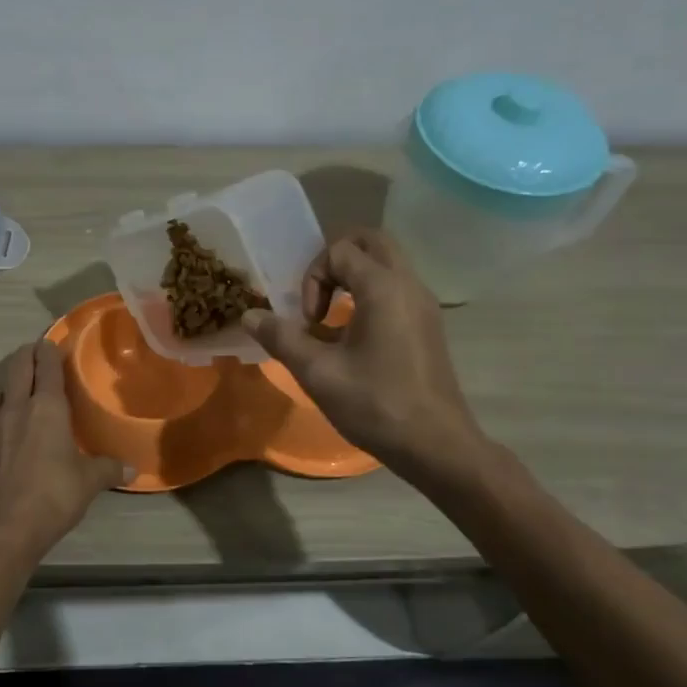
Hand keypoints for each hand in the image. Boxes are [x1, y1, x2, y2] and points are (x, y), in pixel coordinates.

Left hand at [0, 340, 126, 562]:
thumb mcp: (88, 483)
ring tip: (14, 388)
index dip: (49, 351)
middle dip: (26, 355)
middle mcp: (16, 408)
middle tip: (34, 352)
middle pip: (17, 368)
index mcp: (47, 408)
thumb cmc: (51, 497)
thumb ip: (108, 470)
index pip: (47, 367)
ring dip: (6, 383)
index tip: (51, 342)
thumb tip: (131, 469)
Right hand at [241, 229, 492, 497]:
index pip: (340, 251)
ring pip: (386, 264)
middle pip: (371, 242)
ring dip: (353, 279)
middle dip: (335, 260)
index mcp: (384, 288)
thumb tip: (249, 316)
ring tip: (330, 320)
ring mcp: (423, 305)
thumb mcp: (318, 372)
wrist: (436, 445)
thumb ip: (281, 338)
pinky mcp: (427, 325)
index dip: (313, 279)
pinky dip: (370, 296)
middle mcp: (409, 285)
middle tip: (317, 297)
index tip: (308, 321)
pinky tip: (352, 340)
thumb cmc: (376, 404)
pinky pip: (396, 289)